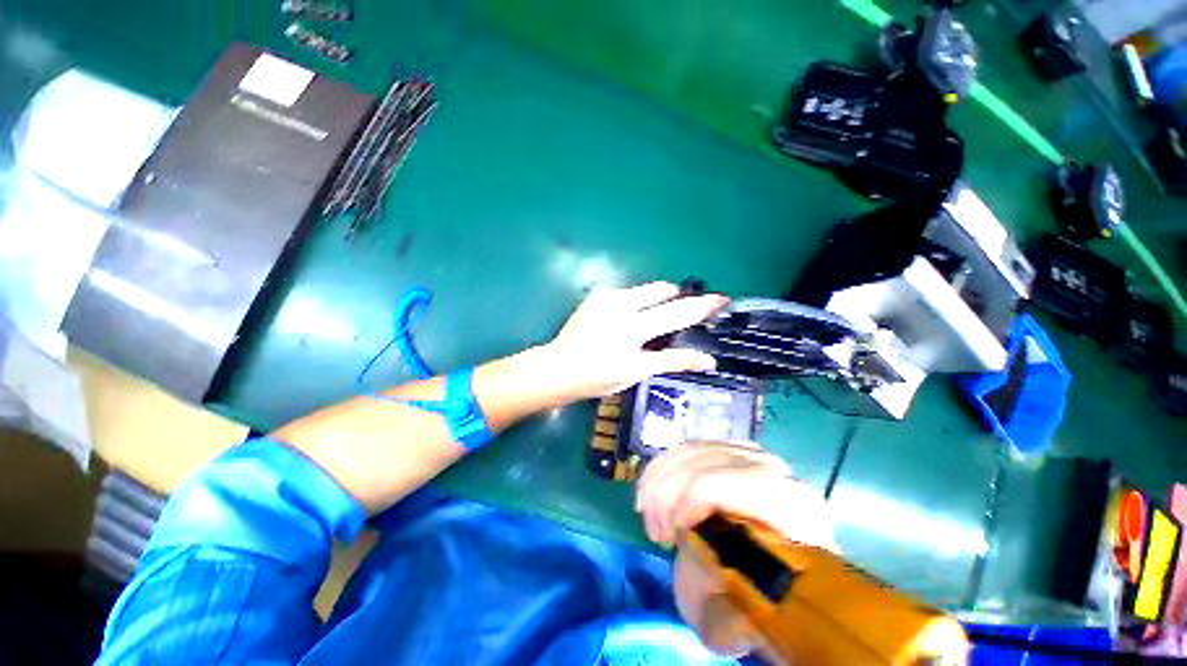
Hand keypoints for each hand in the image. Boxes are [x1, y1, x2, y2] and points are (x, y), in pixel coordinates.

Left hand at [540, 282, 727, 399]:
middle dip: (678, 297)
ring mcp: (607, 297)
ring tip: (656, 320)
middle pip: (662, 290)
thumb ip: (672, 361)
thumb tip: (708, 360)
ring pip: (645, 290)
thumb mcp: (636, 372)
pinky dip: (639, 302)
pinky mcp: (597, 296)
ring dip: (658, 300)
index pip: (677, 312)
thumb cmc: (598, 377)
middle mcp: (621, 304)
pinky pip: (628, 293)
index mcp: (634, 327)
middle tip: (685, 312)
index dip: (701, 305)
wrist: (558, 368)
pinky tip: (632, 320)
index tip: (721, 299)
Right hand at [637, 441, 837, 656]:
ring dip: (658, 479)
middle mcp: (775, 469)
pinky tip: (651, 493)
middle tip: (655, 533)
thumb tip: (696, 553)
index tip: (668, 539)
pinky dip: (661, 467)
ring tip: (649, 515)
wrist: (774, 587)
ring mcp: (750, 455)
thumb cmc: (756, 605)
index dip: (689, 502)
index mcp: (791, 508)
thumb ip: (714, 591)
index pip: (733, 482)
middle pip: (704, 460)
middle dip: (666, 493)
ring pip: (690, 450)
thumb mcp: (733, 617)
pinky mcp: (729, 451)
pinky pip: (687, 448)